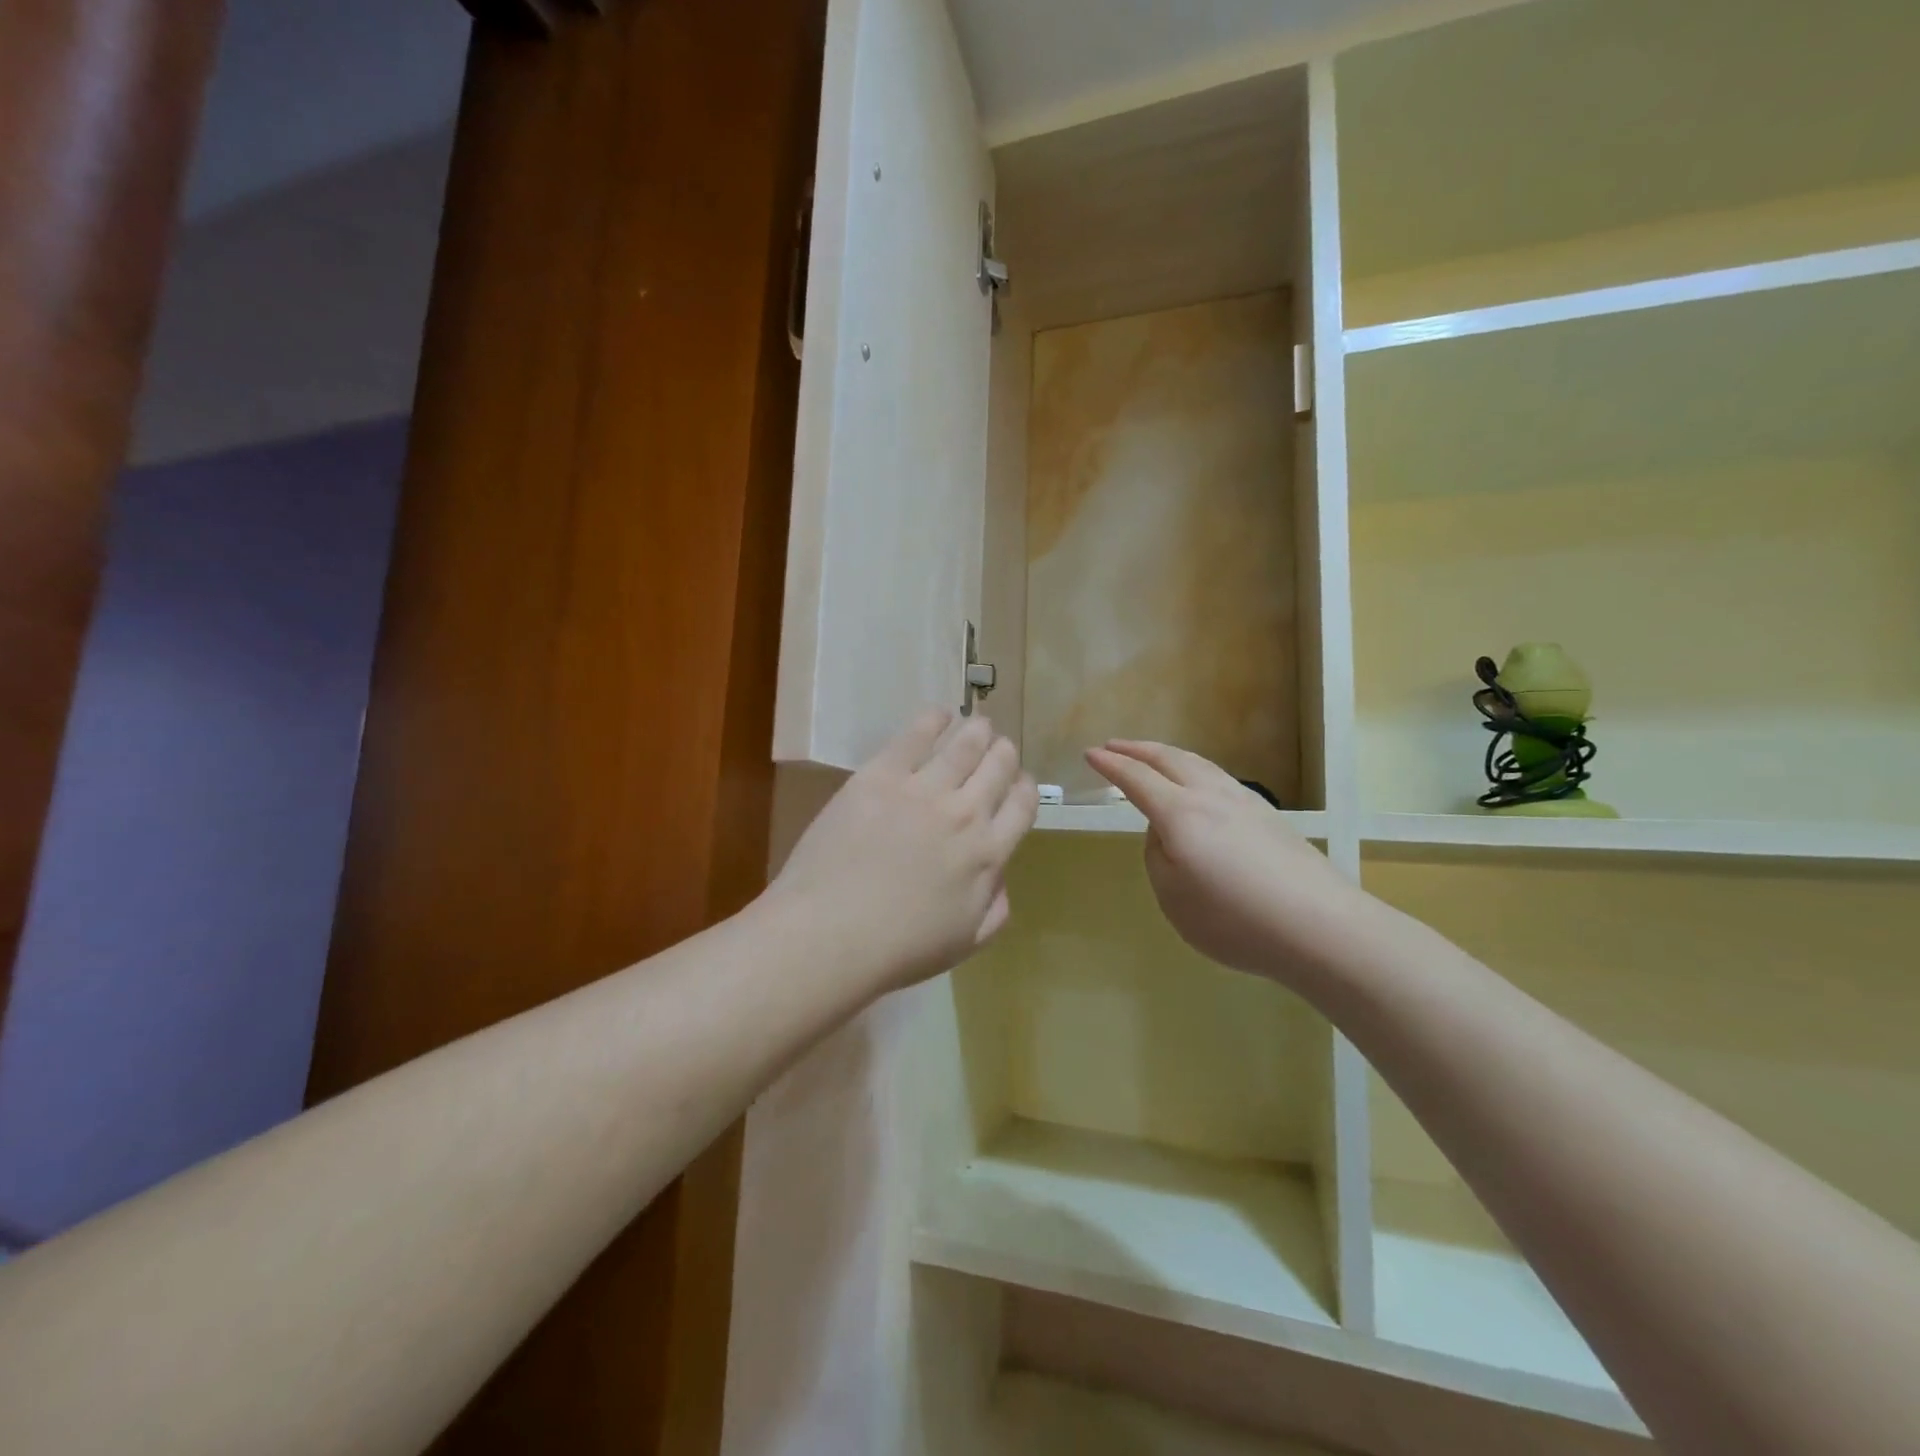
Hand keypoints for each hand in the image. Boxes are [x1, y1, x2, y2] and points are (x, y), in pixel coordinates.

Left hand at [768, 710, 1038, 994]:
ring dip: (978, 730)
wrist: (830, 933)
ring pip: (965, 744)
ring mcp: (923, 789)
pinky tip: (940, 715)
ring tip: (978, 724)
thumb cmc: (898, 948)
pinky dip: (935, 719)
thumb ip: (995, 907)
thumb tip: (1000, 875)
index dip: (1024, 788)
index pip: (1022, 804)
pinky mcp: (881, 775)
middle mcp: (965, 813)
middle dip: (1003, 754)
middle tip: (997, 750)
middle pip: (999, 765)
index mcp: (988, 854)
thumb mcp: (965, 942)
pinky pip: (916, 735)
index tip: (1016, 784)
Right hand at [1086, 740, 1371, 981]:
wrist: (1320, 927)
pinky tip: (1199, 785)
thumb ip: (1158, 857)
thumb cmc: (1235, 919)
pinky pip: (1219, 778)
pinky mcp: (1270, 816)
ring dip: (1168, 756)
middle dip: (1137, 749)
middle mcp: (1211, 796)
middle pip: (1169, 759)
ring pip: (1199, 764)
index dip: (1110, 765)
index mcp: (1180, 813)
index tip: (1090, 754)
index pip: (1136, 779)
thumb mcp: (1173, 897)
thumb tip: (1166, 833)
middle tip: (1114, 745)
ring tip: (1153, 758)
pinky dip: (1195, 771)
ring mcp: (1245, 802)